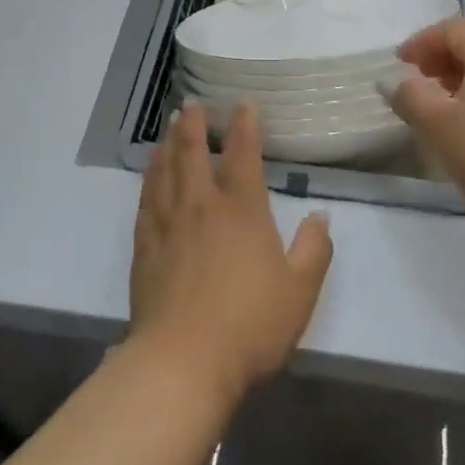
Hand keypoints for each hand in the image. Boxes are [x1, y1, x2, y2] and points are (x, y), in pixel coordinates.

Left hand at [130, 104, 332, 405]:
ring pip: (165, 170)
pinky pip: (146, 199)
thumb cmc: (249, 325)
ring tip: (170, 128)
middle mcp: (201, 206)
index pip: (244, 155)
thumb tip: (320, 216)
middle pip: (194, 152)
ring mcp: (168, 224)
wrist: (183, 361)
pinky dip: (149, 177)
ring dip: (168, 144)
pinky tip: (150, 173)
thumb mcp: (300, 290)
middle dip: (195, 124)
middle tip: (192, 104)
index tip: (243, 104)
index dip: (245, 126)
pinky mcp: (145, 247)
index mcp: (242, 211)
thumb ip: (314, 249)